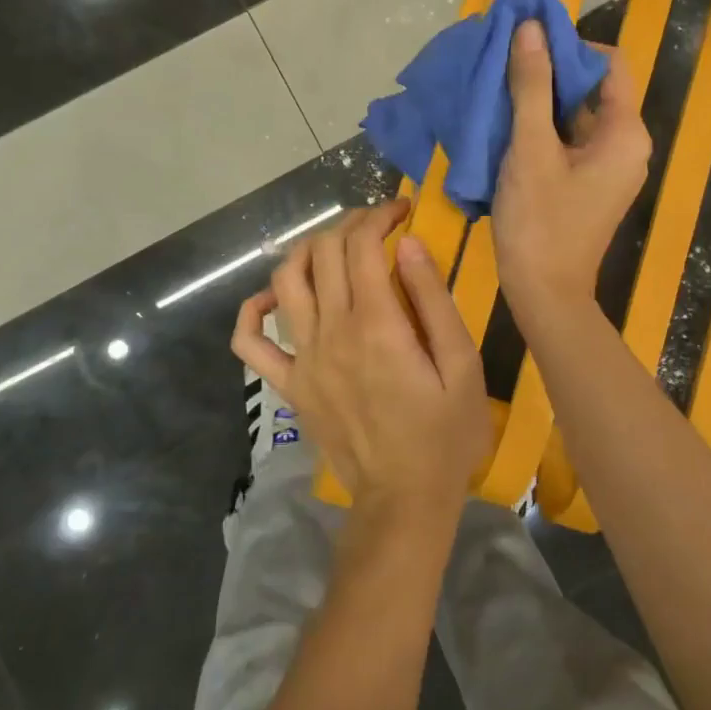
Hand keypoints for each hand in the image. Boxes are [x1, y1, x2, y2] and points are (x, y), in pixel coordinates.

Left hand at [232, 199, 492, 522]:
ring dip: (307, 250)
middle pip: (324, 253)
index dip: (380, 215)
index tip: (402, 209)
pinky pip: (249, 343)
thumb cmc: (445, 433)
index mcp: (376, 324)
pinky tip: (275, 298)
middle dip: (350, 224)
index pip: (362, 245)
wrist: (404, 500)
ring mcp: (302, 359)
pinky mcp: (288, 385)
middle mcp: (331, 332)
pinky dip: (253, 311)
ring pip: (286, 281)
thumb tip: (407, 243)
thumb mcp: (461, 365)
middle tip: (377, 225)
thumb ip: (433, 299)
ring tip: (335, 248)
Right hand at [492, 20, 650, 318]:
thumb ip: (531, 86)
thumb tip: (531, 27)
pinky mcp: (587, 183)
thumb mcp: (530, 149)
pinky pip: (567, 140)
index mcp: (625, 133)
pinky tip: (504, 124)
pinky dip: (540, 127)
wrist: (544, 294)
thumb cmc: (540, 221)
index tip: (526, 44)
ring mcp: (606, 166)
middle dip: (549, 72)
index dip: (571, 46)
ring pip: (575, 115)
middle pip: (592, 88)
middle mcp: (625, 144)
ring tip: (497, 90)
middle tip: (503, 64)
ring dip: (540, 99)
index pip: (609, 63)